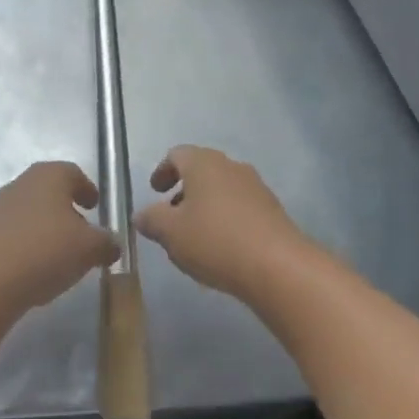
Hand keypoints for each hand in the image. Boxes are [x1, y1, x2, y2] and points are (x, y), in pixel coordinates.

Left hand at [0, 162, 119, 316]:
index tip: (96, 207)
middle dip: (67, 209)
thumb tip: (113, 243)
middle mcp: (23, 182)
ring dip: (46, 227)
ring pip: (31, 211)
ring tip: (59, 254)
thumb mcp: (90, 249)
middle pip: (51, 190)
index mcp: (50, 175)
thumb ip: (107, 242)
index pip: (74, 173)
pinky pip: (14, 232)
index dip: (87, 189)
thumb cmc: (45, 252)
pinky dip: (28, 243)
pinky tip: (35, 267)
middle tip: (81, 231)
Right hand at [134, 145, 310, 301]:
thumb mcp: (171, 233)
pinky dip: (225, 217)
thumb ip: (152, 220)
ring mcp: (255, 185)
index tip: (154, 192)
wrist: (277, 265)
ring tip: (195, 235)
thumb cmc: (215, 240)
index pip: (177, 154)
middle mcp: (230, 165)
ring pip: (221, 187)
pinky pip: (240, 205)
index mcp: (203, 163)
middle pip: (201, 168)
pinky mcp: (271, 208)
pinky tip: (221, 245)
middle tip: (171, 215)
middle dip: (184, 189)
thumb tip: (141, 214)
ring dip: (205, 204)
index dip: (162, 170)